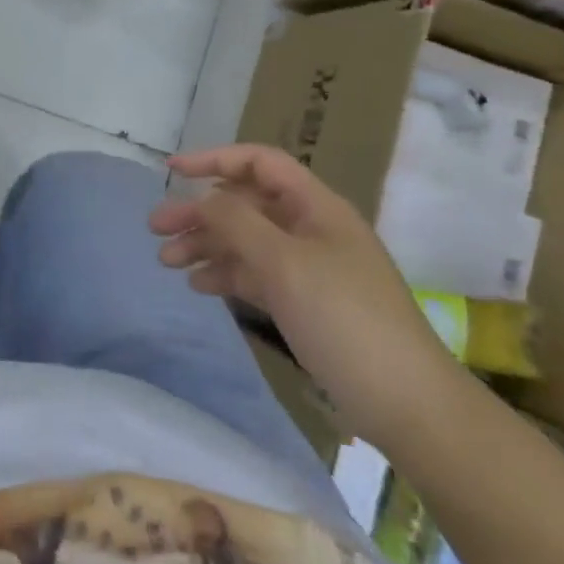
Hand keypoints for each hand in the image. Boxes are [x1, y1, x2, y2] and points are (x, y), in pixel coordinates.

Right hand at [152, 144, 464, 446]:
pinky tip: (198, 285)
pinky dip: (226, 274)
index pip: (259, 163)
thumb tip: (201, 199)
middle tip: (155, 229)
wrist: (408, 404)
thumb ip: (236, 223)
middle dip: (199, 212)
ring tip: (167, 262)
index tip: (171, 170)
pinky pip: (256, 274)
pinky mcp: (306, 302)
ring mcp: (309, 267)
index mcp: (315, 207)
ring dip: (206, 245)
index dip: (214, 159)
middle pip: (245, 204)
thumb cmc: (345, 320)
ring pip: (247, 241)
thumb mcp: (284, 263)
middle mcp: (311, 228)